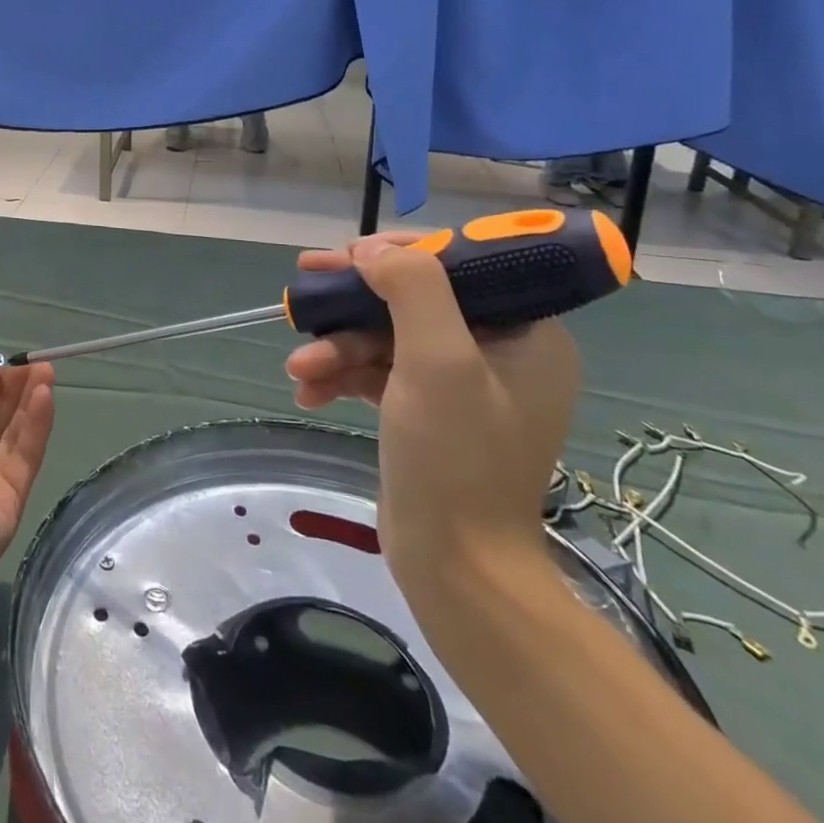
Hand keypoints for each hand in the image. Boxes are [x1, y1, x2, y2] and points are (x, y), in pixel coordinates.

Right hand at [284, 233, 579, 594]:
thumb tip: (372, 251)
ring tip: (298, 366)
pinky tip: (307, 391)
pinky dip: (343, 376)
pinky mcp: (426, 412)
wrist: (457, 571)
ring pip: (387, 337)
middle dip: (353, 300)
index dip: (400, 253)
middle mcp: (497, 352)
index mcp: (526, 334)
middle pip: (413, 299)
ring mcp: (460, 385)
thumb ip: (412, 289)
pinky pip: (380, 373)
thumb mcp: (438, 362)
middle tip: (303, 282)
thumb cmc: (457, 459)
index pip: (460, 266)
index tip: (349, 255)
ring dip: (338, 347)